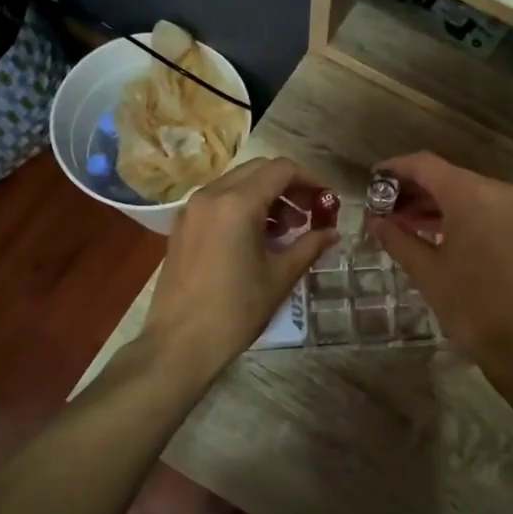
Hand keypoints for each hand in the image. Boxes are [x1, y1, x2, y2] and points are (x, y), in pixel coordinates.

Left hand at [142, 157, 338, 381]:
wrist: (180, 343)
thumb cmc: (236, 310)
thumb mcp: (280, 276)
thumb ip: (309, 245)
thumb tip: (332, 232)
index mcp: (237, 203)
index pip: (281, 169)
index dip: (310, 179)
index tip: (327, 200)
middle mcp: (210, 195)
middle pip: (258, 170)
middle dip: (288, 186)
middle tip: (309, 213)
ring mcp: (191, 209)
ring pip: (237, 183)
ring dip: (266, 196)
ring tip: (286, 230)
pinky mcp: (182, 226)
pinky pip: (218, 201)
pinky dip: (242, 207)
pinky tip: (257, 238)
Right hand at [364, 152, 512, 377]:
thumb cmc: (470, 305)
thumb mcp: (426, 270)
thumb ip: (397, 237)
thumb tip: (374, 220)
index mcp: (471, 195)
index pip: (425, 165)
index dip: (395, 169)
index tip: (371, 181)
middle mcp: (496, 191)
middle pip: (446, 175)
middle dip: (413, 189)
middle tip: (382, 208)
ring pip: (464, 191)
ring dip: (433, 202)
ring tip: (401, 222)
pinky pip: (482, 207)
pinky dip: (456, 213)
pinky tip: (432, 231)